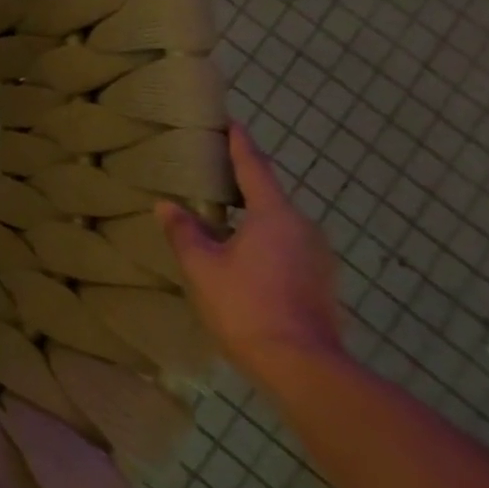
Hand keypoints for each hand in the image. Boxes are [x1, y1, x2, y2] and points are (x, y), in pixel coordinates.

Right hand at [157, 123, 345, 389]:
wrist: (301, 366)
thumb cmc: (245, 305)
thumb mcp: (201, 266)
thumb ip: (184, 231)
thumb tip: (167, 206)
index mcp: (275, 216)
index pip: (254, 167)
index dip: (240, 143)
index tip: (230, 121)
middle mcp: (304, 228)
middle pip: (269, 195)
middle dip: (242, 181)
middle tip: (212, 171)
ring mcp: (318, 256)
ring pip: (278, 223)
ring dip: (251, 215)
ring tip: (221, 214)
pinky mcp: (321, 281)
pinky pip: (286, 245)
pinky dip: (262, 239)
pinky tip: (239, 253)